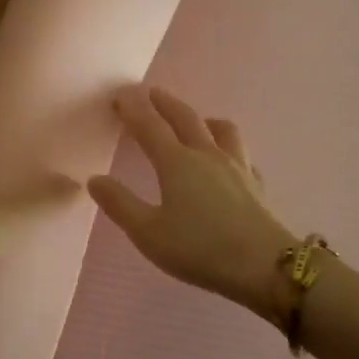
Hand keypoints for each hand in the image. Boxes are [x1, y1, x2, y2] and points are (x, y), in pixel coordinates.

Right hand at [89, 86, 298, 317]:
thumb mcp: (149, 233)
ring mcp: (237, 167)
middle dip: (165, 103)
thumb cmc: (199, 249)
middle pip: (185, 118)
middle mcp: (207, 155)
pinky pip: (242, 156)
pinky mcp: (256, 184)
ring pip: (221, 130)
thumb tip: (95, 179)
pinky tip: (229, 161)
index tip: (120, 94)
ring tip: (196, 120)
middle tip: (151, 93)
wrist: (263, 265)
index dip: (133, 108)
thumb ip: (120, 204)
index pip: (150, 126)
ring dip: (203, 119)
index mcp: (176, 162)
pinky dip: (230, 150)